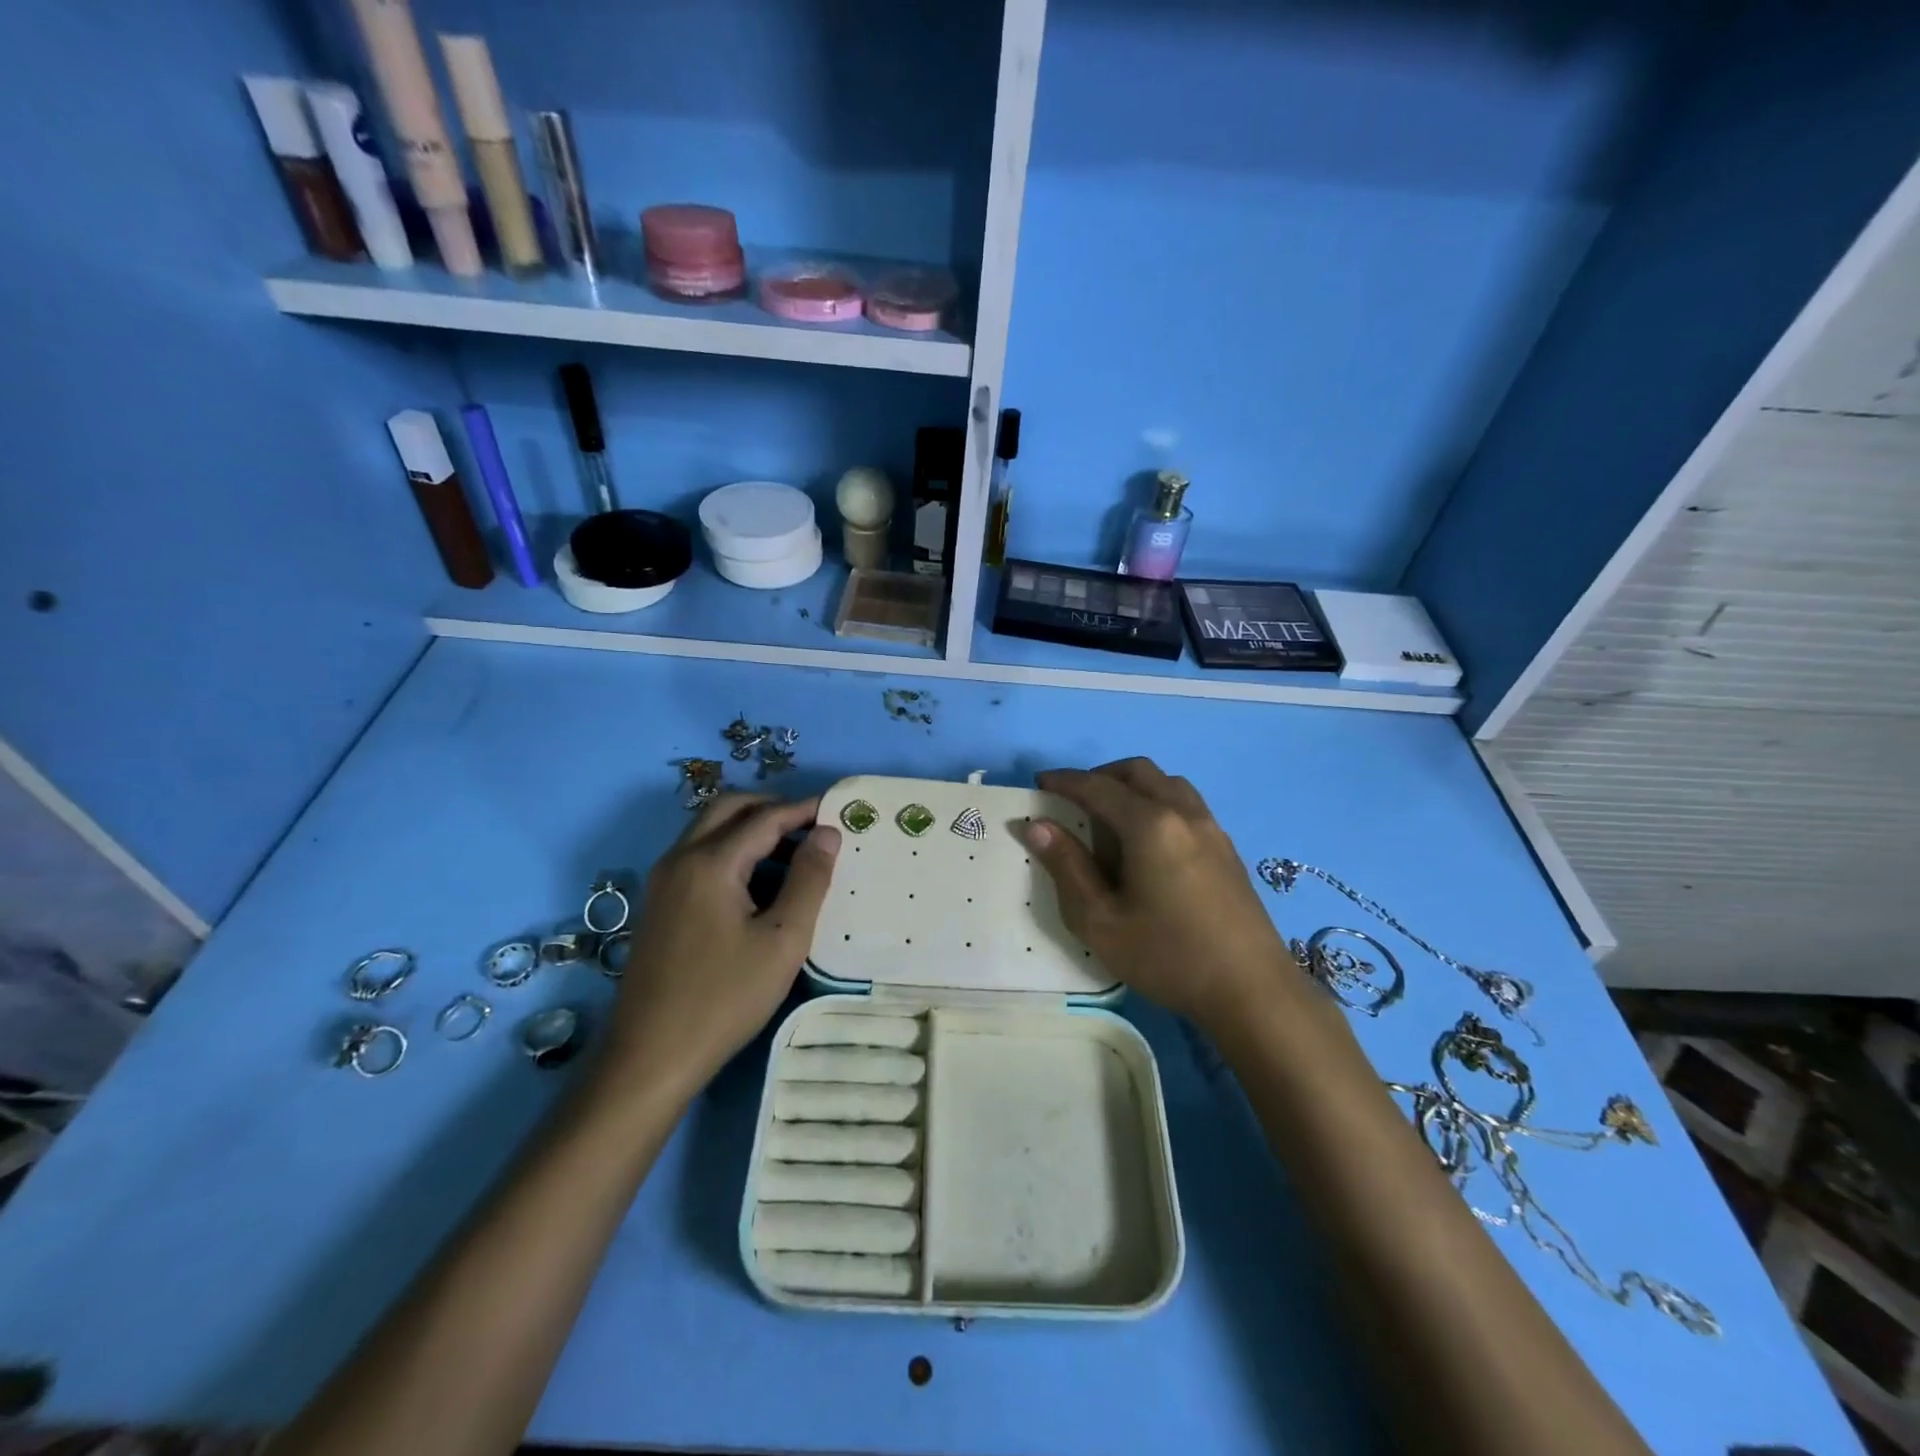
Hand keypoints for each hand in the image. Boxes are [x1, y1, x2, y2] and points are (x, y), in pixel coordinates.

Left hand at [602, 794, 840, 1099]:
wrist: (649, 1057)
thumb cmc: (725, 998)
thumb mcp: (782, 941)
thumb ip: (809, 880)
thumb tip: (828, 832)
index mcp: (710, 863)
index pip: (764, 817)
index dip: (803, 810)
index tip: (837, 810)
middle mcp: (679, 859)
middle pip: (728, 808)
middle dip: (771, 807)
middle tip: (811, 825)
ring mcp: (662, 880)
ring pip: (709, 829)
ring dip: (750, 827)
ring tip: (792, 853)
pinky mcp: (658, 903)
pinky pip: (697, 854)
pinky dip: (731, 849)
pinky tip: (757, 883)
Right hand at [1020, 758, 1291, 1036]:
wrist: (1252, 991)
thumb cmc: (1167, 956)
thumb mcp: (1100, 921)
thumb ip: (1067, 867)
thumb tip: (1037, 826)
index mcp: (1150, 824)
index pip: (1098, 787)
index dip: (1065, 782)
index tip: (1040, 783)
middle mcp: (1183, 813)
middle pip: (1138, 772)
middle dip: (1101, 776)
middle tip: (1074, 801)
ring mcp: (1212, 829)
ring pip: (1168, 783)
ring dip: (1134, 786)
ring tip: (1111, 820)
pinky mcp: (1227, 849)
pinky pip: (1187, 804)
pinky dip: (1158, 803)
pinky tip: (1149, 844)